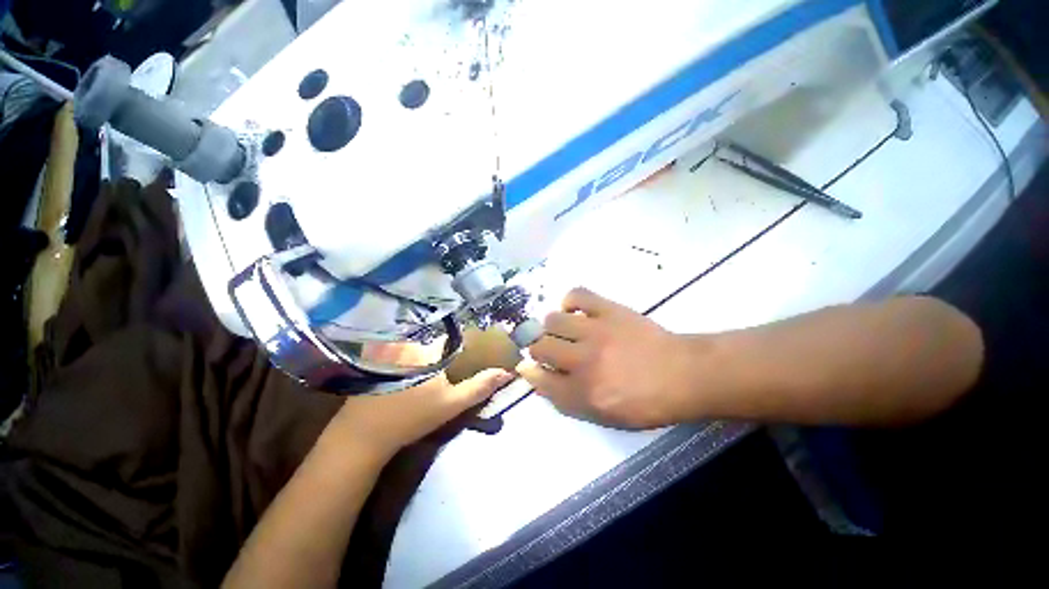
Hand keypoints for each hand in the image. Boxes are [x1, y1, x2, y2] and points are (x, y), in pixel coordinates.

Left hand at [332, 343, 512, 460]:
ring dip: (426, 356)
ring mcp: (390, 351)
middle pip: (434, 342)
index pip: (452, 337)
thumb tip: (506, 372)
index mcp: (429, 350)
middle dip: (444, 352)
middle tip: (450, 368)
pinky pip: (401, 353)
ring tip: (431, 373)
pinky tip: (409, 377)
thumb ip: (480, 386)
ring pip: (417, 347)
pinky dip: (409, 360)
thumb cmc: (411, 417)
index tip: (469, 354)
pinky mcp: (376, 361)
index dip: (463, 345)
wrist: (363, 436)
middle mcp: (409, 344)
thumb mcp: (452, 404)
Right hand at [517, 288, 697, 428]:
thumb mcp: (604, 417)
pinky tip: (575, 310)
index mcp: (584, 393)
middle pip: (540, 347)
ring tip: (564, 330)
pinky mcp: (609, 310)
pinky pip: (577, 295)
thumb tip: (536, 375)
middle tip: (552, 350)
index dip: (532, 372)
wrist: (682, 374)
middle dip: (540, 349)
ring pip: (552, 321)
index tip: (532, 367)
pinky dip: (570, 301)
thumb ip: (566, 400)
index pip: (540, 380)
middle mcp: (584, 362)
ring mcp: (596, 332)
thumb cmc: (645, 402)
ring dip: (552, 327)